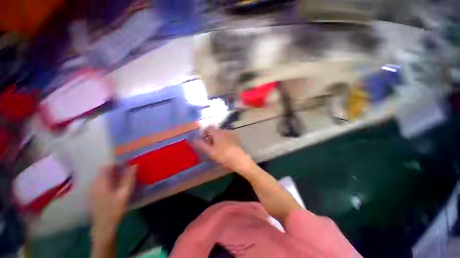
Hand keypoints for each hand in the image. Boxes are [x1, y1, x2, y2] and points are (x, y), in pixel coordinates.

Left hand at [90, 164, 134, 243]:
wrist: (104, 227)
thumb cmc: (114, 209)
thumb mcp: (124, 193)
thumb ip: (129, 178)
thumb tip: (134, 165)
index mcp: (101, 183)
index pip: (107, 167)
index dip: (117, 162)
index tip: (128, 162)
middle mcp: (95, 184)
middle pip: (105, 171)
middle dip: (117, 168)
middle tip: (129, 168)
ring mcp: (94, 190)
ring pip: (104, 177)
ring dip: (114, 174)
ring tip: (126, 176)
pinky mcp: (95, 195)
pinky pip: (103, 183)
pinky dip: (111, 181)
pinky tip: (118, 186)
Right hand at [194, 126, 253, 172]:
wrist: (240, 159)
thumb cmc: (224, 155)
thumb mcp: (210, 151)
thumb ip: (201, 144)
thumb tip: (193, 139)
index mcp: (218, 132)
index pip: (209, 128)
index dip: (205, 133)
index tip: (204, 141)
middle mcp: (225, 130)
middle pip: (215, 131)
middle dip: (211, 137)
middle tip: (210, 146)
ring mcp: (232, 134)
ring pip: (222, 134)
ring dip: (218, 139)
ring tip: (218, 148)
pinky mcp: (237, 138)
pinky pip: (228, 137)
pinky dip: (224, 140)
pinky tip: (226, 148)